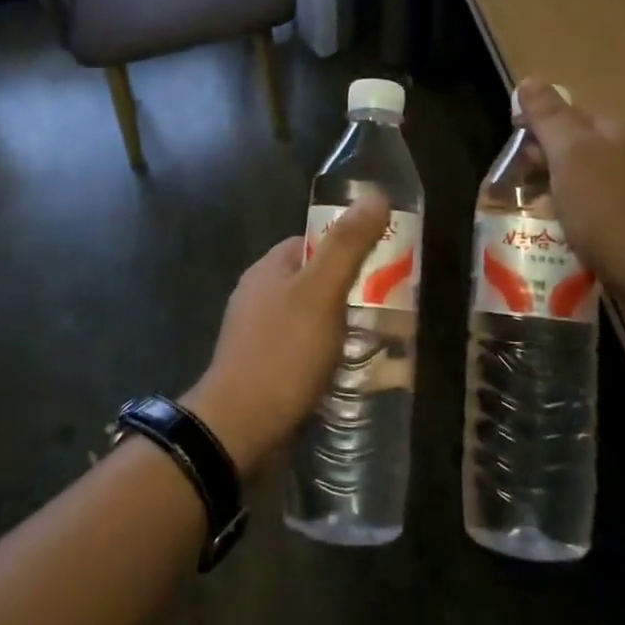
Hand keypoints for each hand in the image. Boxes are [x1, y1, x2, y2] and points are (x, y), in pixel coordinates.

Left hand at [184, 195, 389, 472]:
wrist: (238, 429)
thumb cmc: (282, 353)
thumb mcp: (322, 293)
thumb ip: (347, 245)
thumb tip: (375, 194)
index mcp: (268, 269)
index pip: (313, 242)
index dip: (347, 248)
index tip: (382, 264)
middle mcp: (258, 295)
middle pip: (312, 280)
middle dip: (348, 291)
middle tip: (386, 307)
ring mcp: (256, 334)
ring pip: (308, 318)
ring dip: (339, 326)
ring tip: (375, 342)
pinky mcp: (261, 369)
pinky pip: (300, 350)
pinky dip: (323, 355)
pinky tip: (345, 371)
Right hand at [516, 79, 624, 326]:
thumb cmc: (610, 212)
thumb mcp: (571, 156)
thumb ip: (549, 117)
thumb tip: (530, 81)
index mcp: (617, 129)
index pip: (565, 115)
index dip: (534, 133)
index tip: (513, 161)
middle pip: (573, 149)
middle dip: (542, 167)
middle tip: (518, 194)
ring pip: (581, 182)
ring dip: (555, 197)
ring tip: (535, 220)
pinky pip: (595, 211)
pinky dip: (575, 220)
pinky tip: (563, 238)